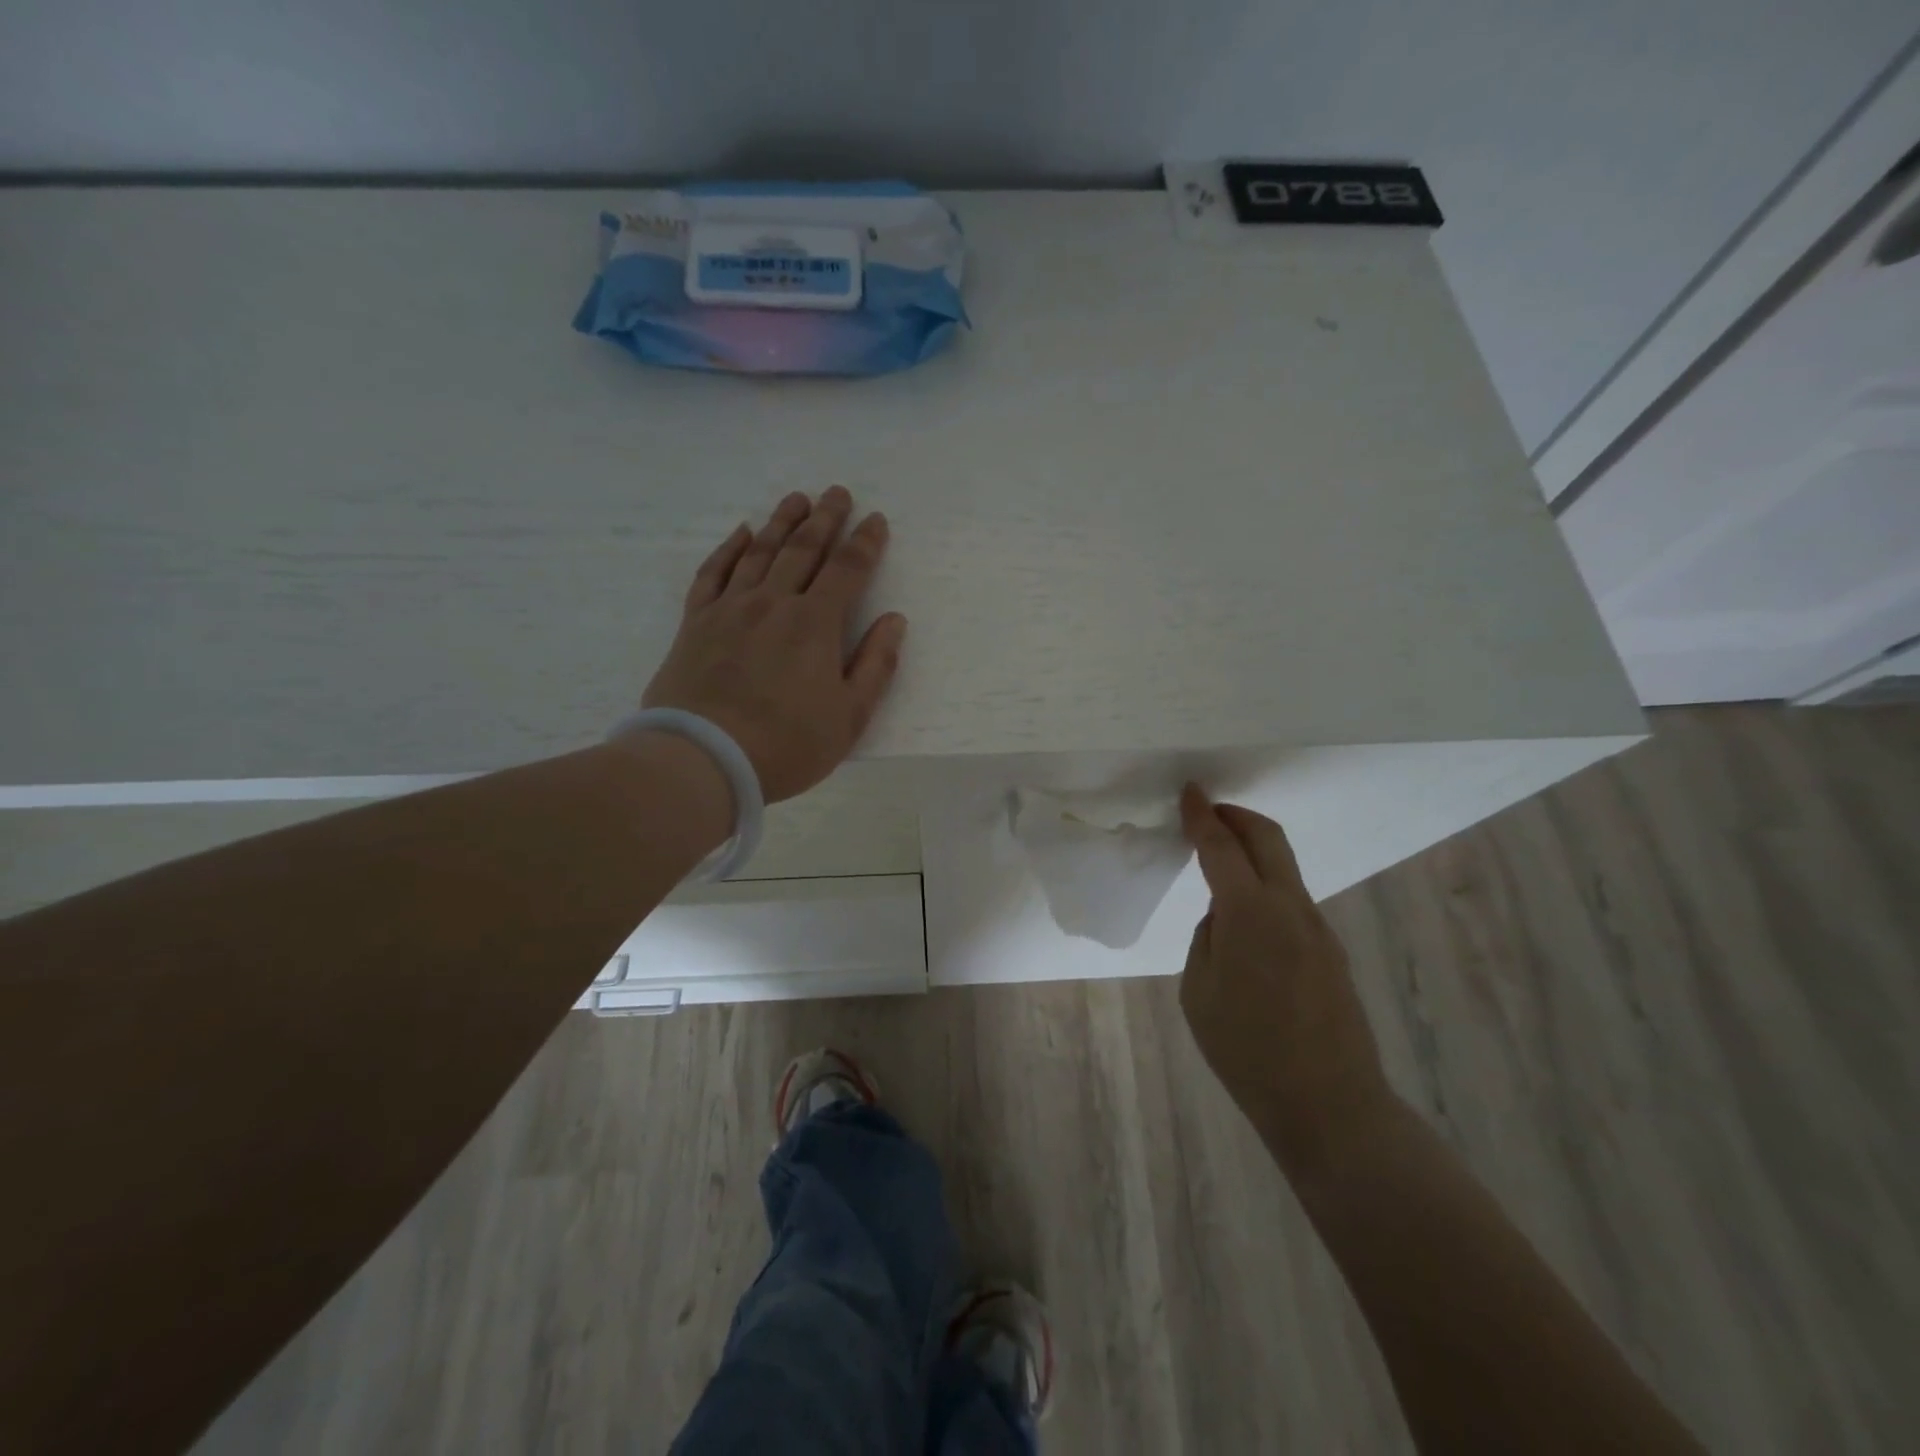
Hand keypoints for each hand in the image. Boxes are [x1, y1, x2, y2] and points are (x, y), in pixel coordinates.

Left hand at [642, 487, 906, 803]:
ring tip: (796, 499)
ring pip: (759, 552)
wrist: (704, 758)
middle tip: (837, 492)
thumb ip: (876, 664)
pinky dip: (729, 548)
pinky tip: (741, 533)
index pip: (847, 570)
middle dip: (825, 518)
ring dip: (781, 522)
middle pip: (803, 549)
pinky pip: (714, 573)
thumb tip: (894, 620)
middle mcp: (774, 603)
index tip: (876, 519)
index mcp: (815, 624)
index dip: (865, 542)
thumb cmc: (787, 744)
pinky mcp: (696, 622)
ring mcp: (730, 609)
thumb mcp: (849, 716)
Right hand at [1178, 785, 1393, 1181]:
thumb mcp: (1199, 991)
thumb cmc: (1246, 1051)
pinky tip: (1248, 918)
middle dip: (1236, 817)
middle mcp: (1290, 907)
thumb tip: (1224, 918)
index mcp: (1249, 913)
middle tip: (1208, 813)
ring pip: (1285, 867)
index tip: (1190, 792)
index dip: (1202, 816)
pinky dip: (1267, 885)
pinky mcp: (1331, 951)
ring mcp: (1318, 928)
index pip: (1221, 846)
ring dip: (1254, 850)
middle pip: (1268, 838)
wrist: (1330, 1105)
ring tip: (1222, 865)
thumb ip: (1208, 939)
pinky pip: (1293, 900)